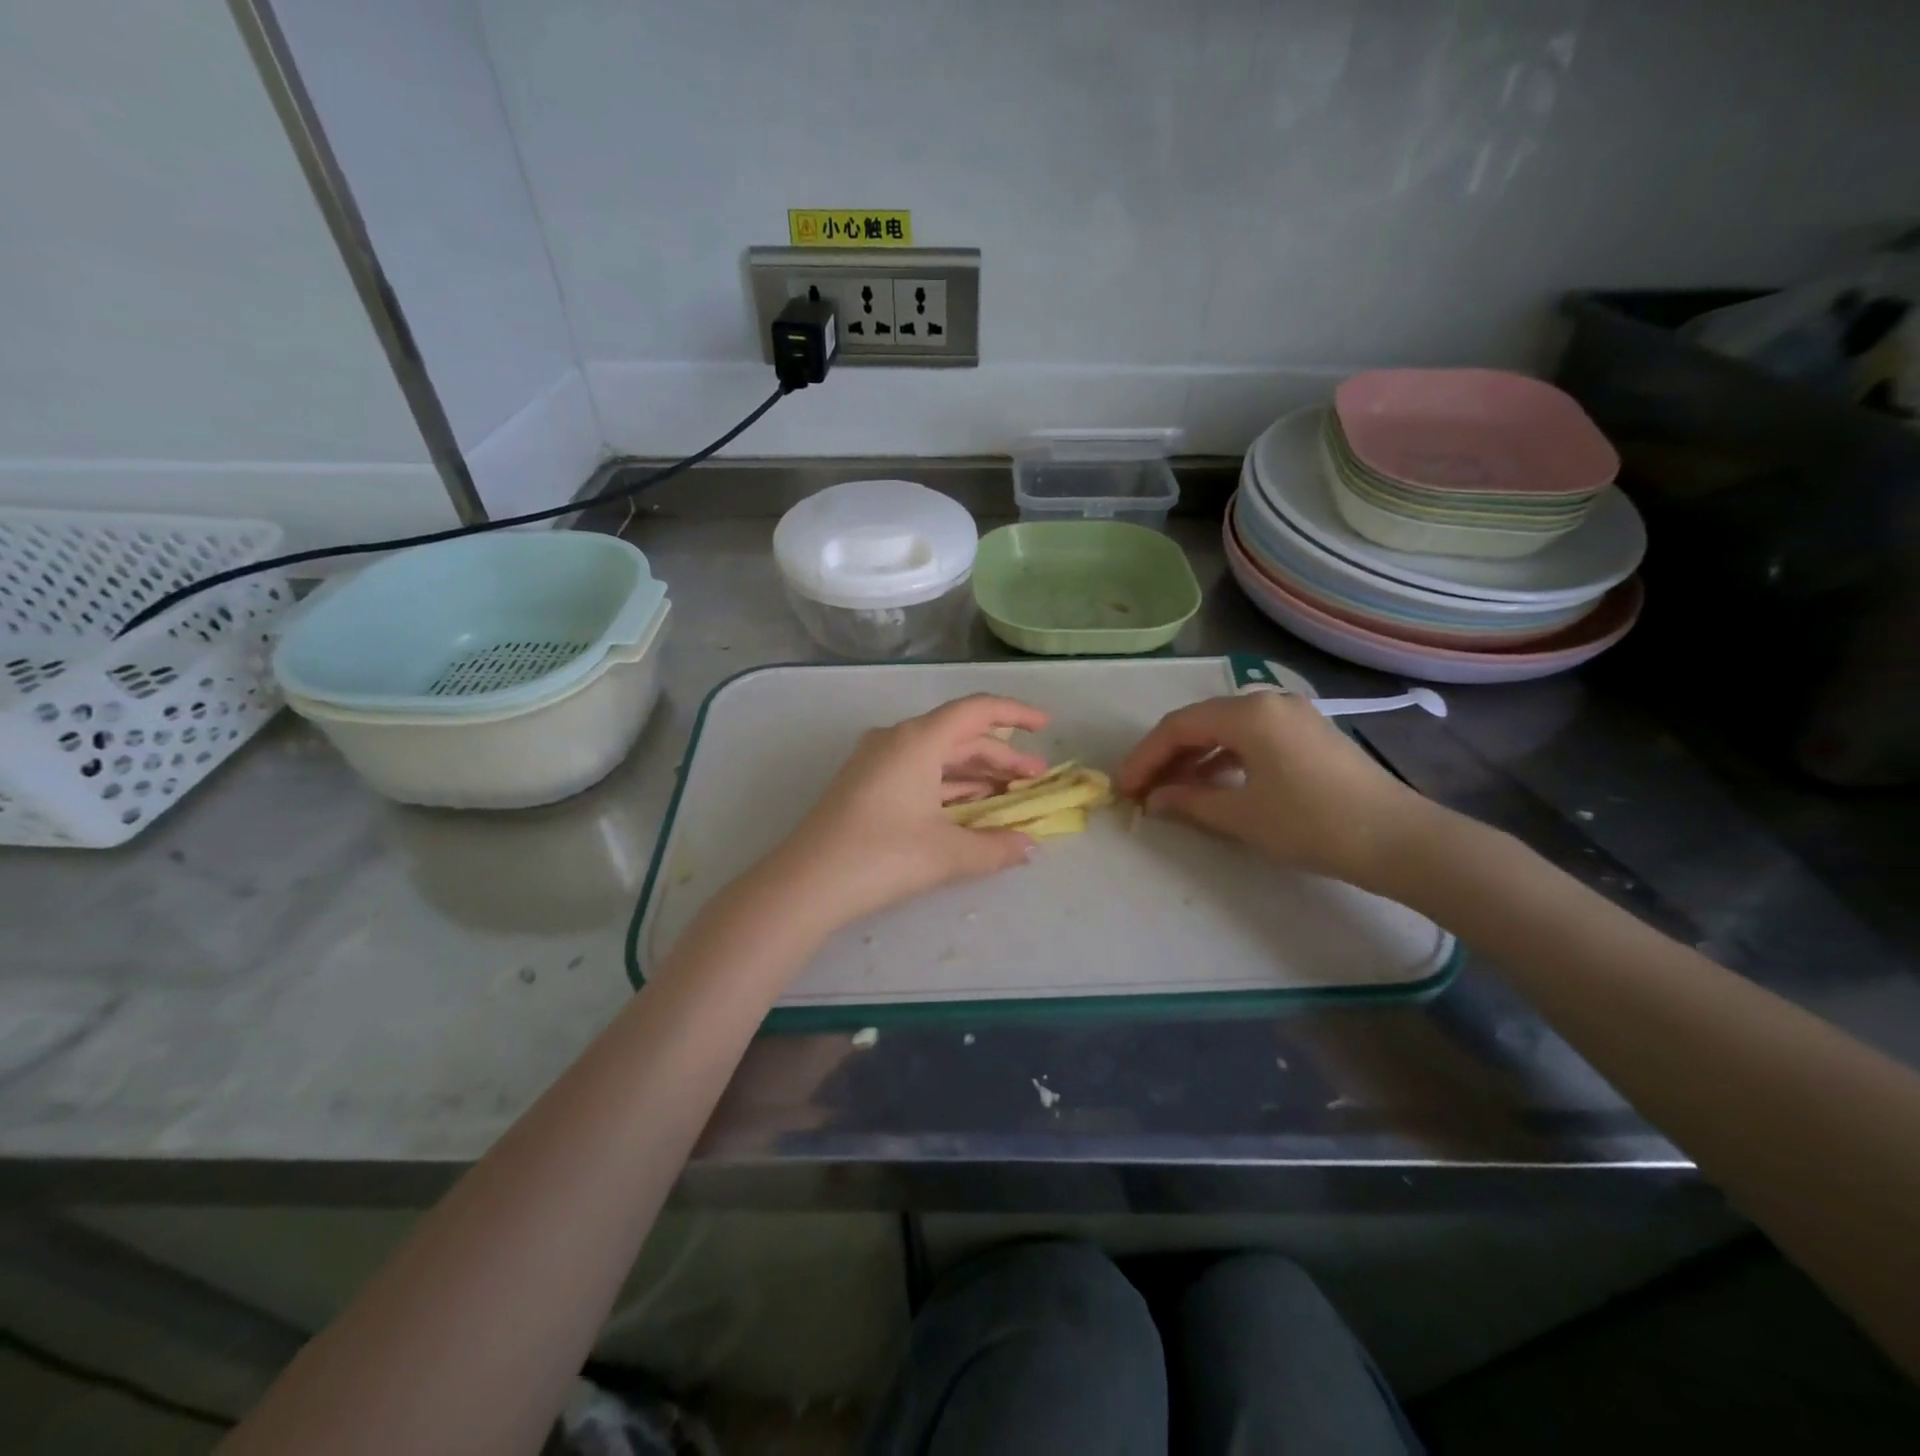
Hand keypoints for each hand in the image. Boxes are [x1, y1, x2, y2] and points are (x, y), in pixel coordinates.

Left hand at [759, 695, 1050, 934]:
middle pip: (960, 736)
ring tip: (1009, 794)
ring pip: (938, 757)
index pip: (977, 711)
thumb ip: (996, 847)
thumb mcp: (948, 853)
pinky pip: (918, 773)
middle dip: (1001, 757)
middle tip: (1036, 780)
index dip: (1015, 715)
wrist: (807, 883)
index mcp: (918, 740)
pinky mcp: (864, 785)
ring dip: (975, 773)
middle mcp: (896, 740)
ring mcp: (876, 761)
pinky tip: (968, 806)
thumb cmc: (882, 856)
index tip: (1045, 726)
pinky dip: (948, 786)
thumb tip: (1029, 847)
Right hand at [1115, 692, 1433, 889]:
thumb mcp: (1241, 816)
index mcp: (1248, 713)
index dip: (1144, 757)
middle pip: (1200, 723)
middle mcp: (1268, 703)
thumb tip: (1155, 800)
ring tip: (1171, 791)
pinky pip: (1251, 739)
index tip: (1123, 788)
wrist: (1399, 840)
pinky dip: (1224, 760)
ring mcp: (1292, 717)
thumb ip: (1189, 802)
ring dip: (1193, 759)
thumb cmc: (1311, 823)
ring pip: (1225, 731)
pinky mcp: (1308, 736)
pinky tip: (1212, 784)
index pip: (1178, 726)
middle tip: (1141, 790)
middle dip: (1165, 756)